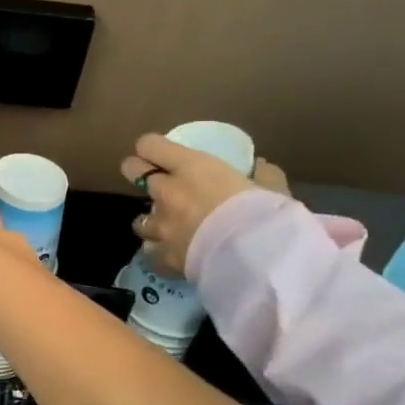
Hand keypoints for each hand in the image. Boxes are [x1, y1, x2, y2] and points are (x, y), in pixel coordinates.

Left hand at [119, 135, 281, 276]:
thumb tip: (260, 166)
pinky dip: (158, 254)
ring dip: (151, 222)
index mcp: (192, 167)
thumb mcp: (273, 189)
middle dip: (137, 174)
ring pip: (139, 220)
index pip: (150, 145)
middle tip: (151, 181)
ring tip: (168, 229)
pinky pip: (150, 253)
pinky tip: (172, 257)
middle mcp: (168, 191)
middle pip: (131, 171)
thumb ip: (264, 175)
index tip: (159, 154)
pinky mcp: (162, 256)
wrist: (259, 259)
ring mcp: (161, 225)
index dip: (151, 148)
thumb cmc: (268, 215)